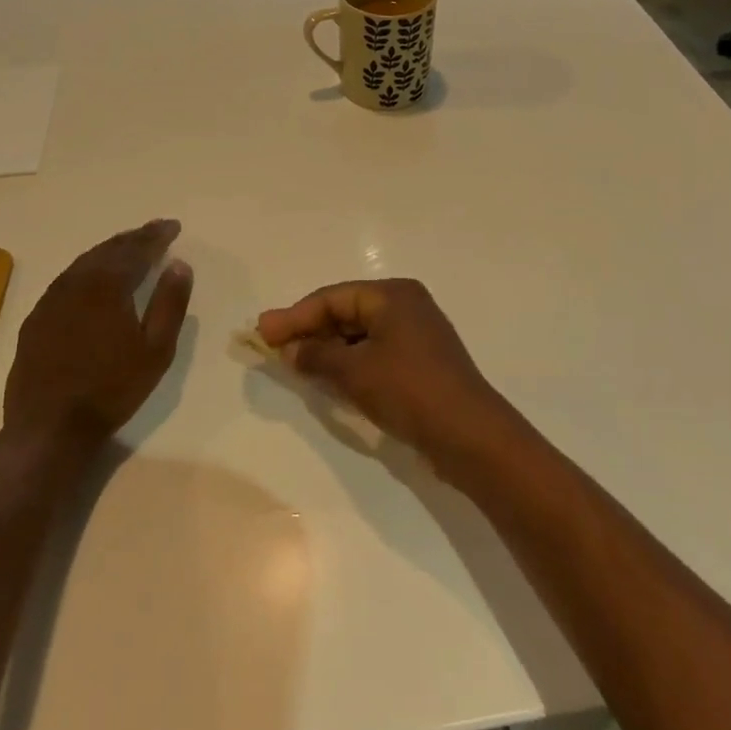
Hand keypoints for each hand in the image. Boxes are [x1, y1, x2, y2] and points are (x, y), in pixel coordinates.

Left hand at [1, 219, 193, 457]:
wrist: (49, 427)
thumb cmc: (112, 389)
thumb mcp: (156, 350)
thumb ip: (170, 303)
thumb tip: (179, 264)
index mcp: (107, 286)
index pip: (136, 250)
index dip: (156, 236)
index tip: (173, 226)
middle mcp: (76, 283)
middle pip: (108, 250)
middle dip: (134, 238)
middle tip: (154, 231)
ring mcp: (51, 300)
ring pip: (84, 263)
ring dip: (109, 251)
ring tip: (128, 247)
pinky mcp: (36, 319)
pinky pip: (66, 280)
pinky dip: (87, 270)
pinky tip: (93, 278)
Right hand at [257, 279, 507, 463]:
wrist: (469, 434)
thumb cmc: (408, 390)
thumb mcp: (355, 371)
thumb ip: (316, 354)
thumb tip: (289, 348)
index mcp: (392, 295)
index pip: (332, 298)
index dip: (294, 316)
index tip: (261, 332)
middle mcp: (405, 305)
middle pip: (345, 311)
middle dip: (309, 329)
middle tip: (271, 345)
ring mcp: (415, 333)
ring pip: (359, 333)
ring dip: (327, 347)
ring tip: (292, 361)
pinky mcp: (419, 360)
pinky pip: (373, 351)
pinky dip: (348, 360)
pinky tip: (327, 376)